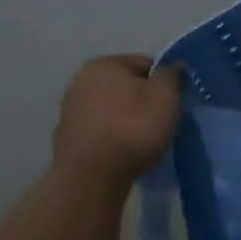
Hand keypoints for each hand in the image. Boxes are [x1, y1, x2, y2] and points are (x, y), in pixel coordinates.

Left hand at [53, 55, 181, 183]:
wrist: (93, 175)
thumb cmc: (133, 127)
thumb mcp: (165, 96)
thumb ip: (172, 75)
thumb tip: (174, 66)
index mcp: (105, 63)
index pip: (145, 64)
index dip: (163, 83)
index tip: (173, 105)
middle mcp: (81, 80)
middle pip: (125, 87)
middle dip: (142, 102)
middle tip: (160, 124)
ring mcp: (70, 110)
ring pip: (111, 110)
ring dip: (126, 121)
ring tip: (142, 143)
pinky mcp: (66, 139)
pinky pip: (99, 132)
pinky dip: (111, 139)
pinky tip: (122, 155)